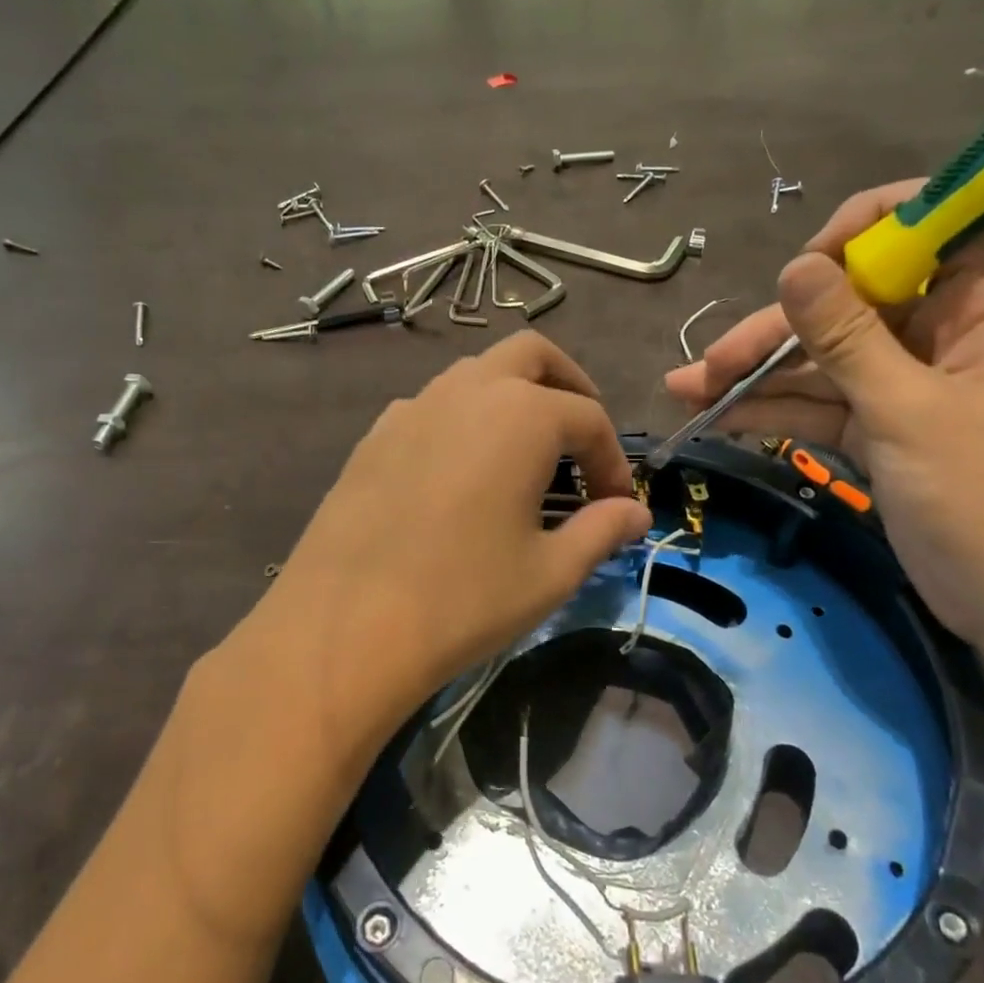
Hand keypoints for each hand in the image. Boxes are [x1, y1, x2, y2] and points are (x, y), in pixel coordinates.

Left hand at [263, 332, 651, 740]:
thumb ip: (601, 531)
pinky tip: (461, 474)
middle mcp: (467, 392)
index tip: (617, 506)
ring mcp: (413, 408)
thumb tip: (636, 514)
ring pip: (477, 375)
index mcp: (521, 415)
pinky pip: (433, 407)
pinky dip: (463, 420)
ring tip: (525, 456)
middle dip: (568, 386)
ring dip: (513, 398)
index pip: (588, 418)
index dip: (612, 460)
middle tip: (580, 439)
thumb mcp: (550, 571)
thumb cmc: (465, 598)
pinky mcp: (375, 436)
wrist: (347, 626)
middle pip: (532, 356)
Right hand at [665, 183, 983, 657]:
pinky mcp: (886, 425)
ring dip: (759, 375)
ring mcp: (912, 380)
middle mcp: (948, 329)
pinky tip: (719, 416)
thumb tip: (794, 265)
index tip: (802, 270)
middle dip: (776, 333)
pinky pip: (825, 401)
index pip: (925, 226)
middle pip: (850, 303)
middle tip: (708, 364)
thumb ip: (845, 336)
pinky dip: (777, 409)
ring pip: (826, 356)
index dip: (859, 234)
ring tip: (687, 390)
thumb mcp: (906, 412)